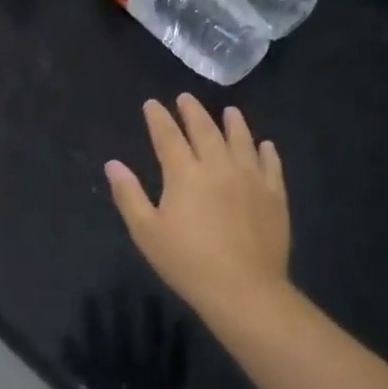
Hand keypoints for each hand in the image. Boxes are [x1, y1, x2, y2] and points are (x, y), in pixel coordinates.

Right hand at [105, 96, 294, 326]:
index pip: (168, 136)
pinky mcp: (274, 195)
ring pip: (241, 140)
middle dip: (192, 111)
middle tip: (186, 98)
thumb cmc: (188, 262)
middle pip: (205, 129)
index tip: (152, 104)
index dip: (158, 117)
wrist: (245, 290)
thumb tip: (113, 164)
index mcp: (184, 173)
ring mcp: (250, 178)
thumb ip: (128, 194)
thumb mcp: (146, 232)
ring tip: (229, 111)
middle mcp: (218, 166)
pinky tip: (265, 146)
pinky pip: (271, 165)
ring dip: (233, 123)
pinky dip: (266, 151)